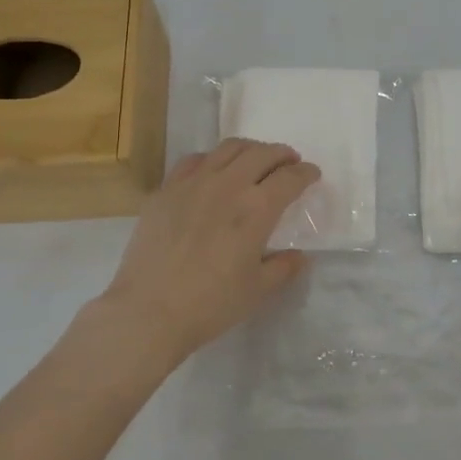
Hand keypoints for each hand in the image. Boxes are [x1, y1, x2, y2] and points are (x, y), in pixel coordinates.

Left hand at [99, 139, 319, 365]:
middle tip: (289, 162)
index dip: (306, 172)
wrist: (148, 311)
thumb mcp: (257, 290)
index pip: (290, 177)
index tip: (312, 174)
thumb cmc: (210, 304)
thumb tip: (299, 256)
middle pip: (262, 153)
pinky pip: (194, 160)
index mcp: (257, 208)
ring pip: (228, 149)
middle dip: (282, 154)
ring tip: (256, 160)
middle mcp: (228, 185)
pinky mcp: (166, 190)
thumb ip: (283, 268)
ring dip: (250, 149)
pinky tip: (213, 171)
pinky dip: (213, 159)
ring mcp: (193, 183)